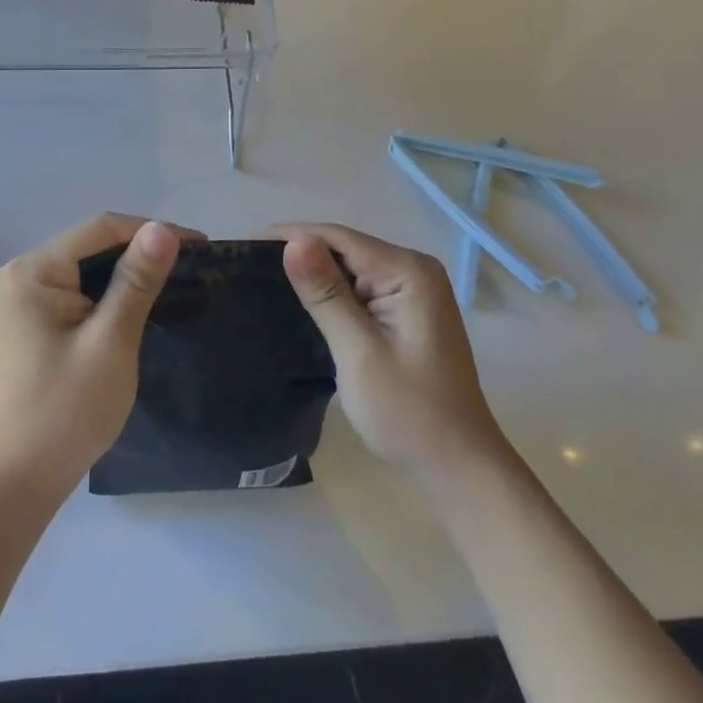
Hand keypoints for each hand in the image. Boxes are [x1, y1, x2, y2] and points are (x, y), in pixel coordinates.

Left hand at [0, 214, 181, 505]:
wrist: (19, 480)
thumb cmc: (66, 411)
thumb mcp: (110, 342)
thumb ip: (136, 281)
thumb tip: (162, 229)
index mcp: (34, 270)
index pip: (102, 229)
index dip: (152, 231)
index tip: (201, 245)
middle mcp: (24, 273)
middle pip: (93, 245)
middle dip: (142, 252)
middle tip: (195, 266)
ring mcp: (25, 298)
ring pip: (88, 269)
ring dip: (129, 273)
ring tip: (177, 281)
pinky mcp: (34, 321)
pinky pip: (79, 291)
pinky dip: (111, 294)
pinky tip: (140, 303)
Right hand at [273, 224, 504, 483]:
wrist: (457, 466)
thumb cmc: (408, 411)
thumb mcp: (358, 350)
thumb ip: (326, 293)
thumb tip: (294, 240)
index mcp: (408, 271)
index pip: (340, 237)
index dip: (292, 236)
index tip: (245, 245)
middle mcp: (414, 270)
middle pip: (345, 248)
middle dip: (301, 253)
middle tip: (248, 266)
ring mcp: (413, 291)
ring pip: (351, 267)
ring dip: (314, 274)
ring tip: (264, 280)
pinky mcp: (406, 311)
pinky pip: (360, 288)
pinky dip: (332, 293)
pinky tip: (303, 302)